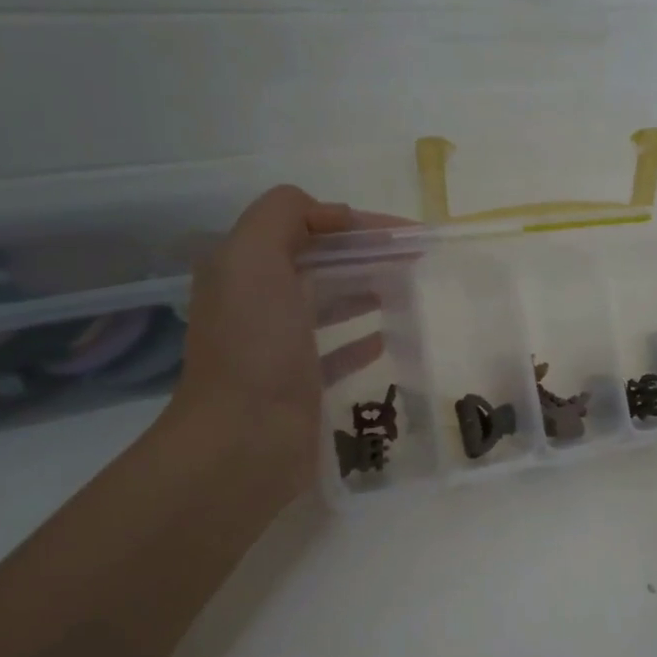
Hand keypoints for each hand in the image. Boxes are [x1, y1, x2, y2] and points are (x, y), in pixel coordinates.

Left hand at [165, 186, 392, 494]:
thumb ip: (284, 216)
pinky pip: (336, 351)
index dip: (353, 224)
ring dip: (364, 292)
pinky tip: (388, 337)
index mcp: (242, 267)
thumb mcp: (254, 259)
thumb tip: (333, 215)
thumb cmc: (255, 347)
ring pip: (327, 305)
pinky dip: (361, 339)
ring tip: (408, 290)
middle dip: (364, 256)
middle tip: (415, 262)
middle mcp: (255, 302)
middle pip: (317, 264)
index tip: (404, 235)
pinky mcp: (300, 384)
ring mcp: (277, 346)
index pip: (303, 226)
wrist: (244, 441)